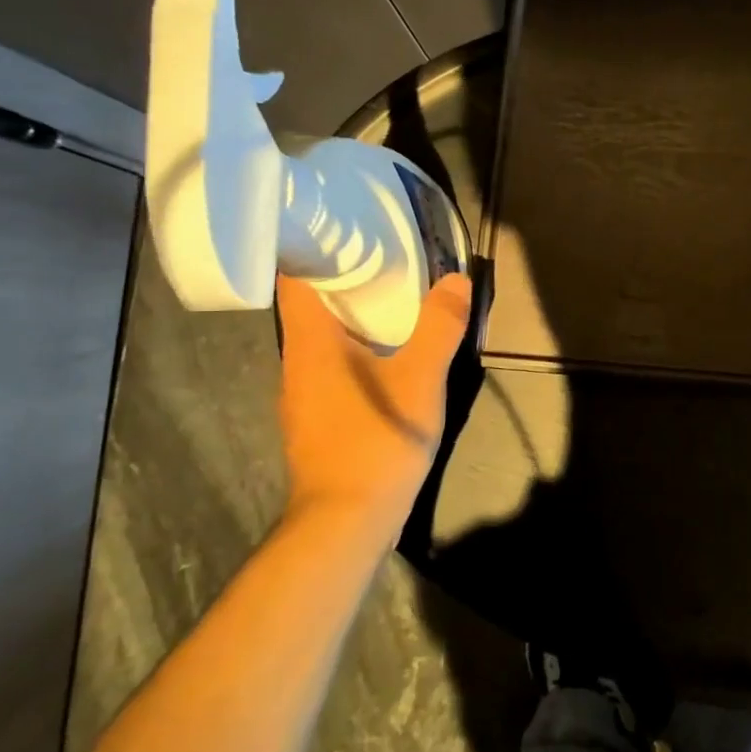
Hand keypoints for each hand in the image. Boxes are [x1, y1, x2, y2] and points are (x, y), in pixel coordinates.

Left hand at [276, 271, 472, 524]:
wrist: (345, 523)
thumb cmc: (377, 440)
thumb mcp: (421, 379)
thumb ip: (439, 327)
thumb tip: (457, 279)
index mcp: (311, 342)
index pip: (293, 277)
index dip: (311, 247)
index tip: (343, 228)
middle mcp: (296, 362)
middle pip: (309, 305)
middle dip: (342, 278)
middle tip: (382, 254)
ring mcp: (302, 394)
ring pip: (320, 338)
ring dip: (349, 315)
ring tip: (388, 296)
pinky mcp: (316, 419)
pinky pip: (329, 366)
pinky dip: (352, 347)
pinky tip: (384, 353)